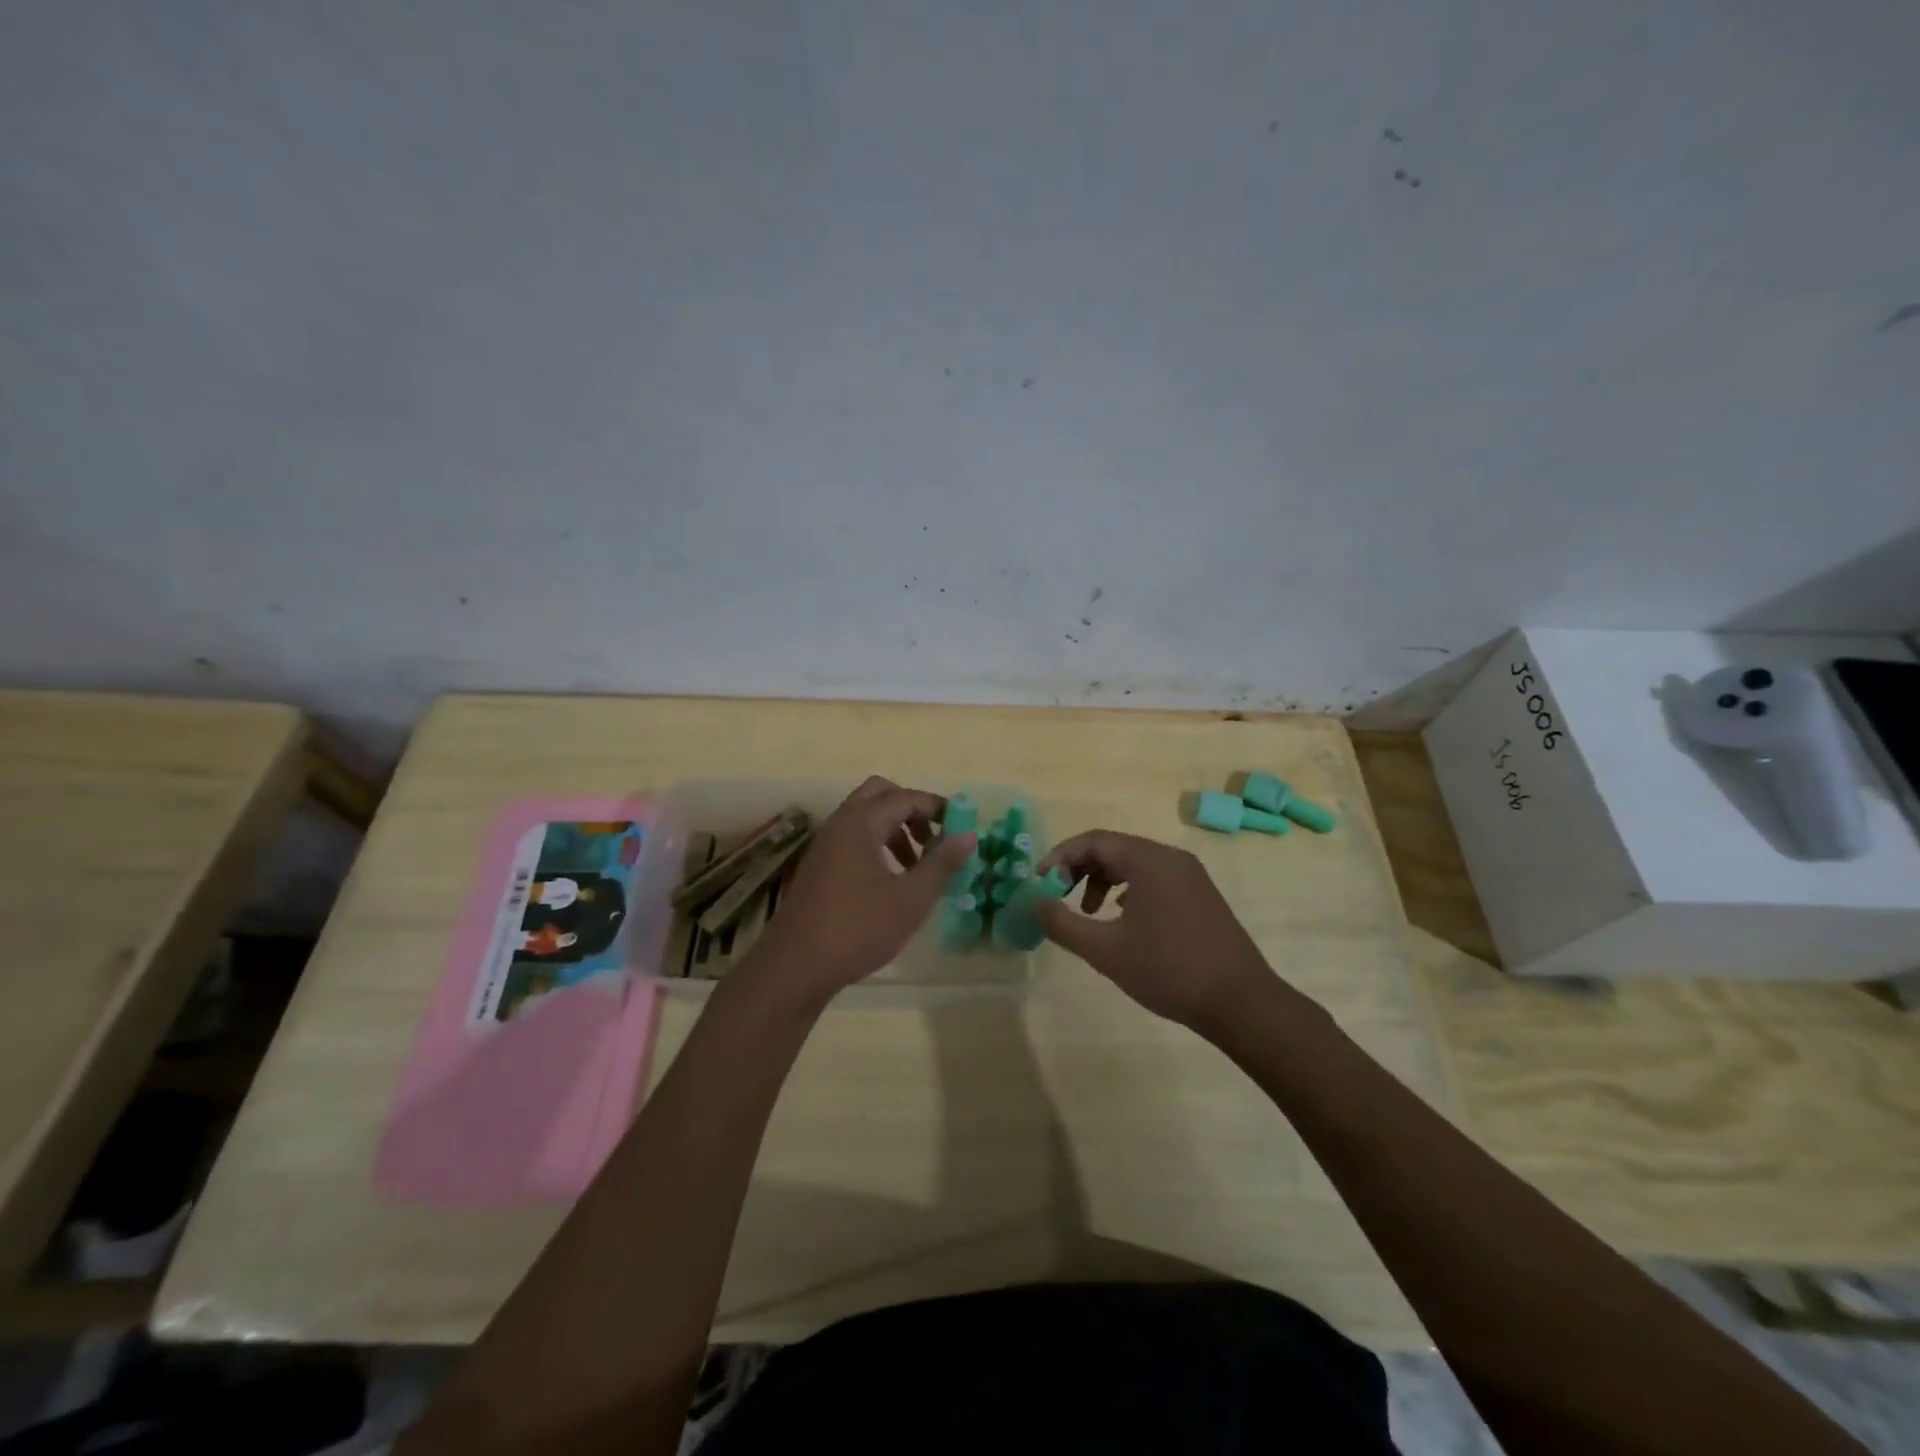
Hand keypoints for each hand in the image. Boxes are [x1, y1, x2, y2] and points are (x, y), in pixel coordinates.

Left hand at [752, 777, 975, 1006]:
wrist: (795, 967)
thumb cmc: (858, 929)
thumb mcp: (911, 899)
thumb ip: (942, 863)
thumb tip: (969, 835)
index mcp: (861, 823)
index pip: (906, 797)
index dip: (937, 808)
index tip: (961, 828)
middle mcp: (840, 824)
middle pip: (880, 795)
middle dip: (912, 810)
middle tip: (933, 840)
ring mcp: (825, 844)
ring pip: (865, 817)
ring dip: (895, 830)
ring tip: (917, 866)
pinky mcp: (819, 866)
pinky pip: (853, 838)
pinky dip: (877, 845)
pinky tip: (890, 882)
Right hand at [1035, 830, 1278, 1034]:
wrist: (1241, 1002)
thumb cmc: (1169, 971)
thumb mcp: (1105, 950)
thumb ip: (1063, 923)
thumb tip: (1036, 903)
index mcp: (1149, 860)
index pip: (1093, 841)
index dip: (1060, 857)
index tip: (1039, 883)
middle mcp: (1171, 858)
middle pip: (1113, 848)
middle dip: (1079, 869)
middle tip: (1057, 897)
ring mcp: (1190, 876)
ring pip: (1133, 864)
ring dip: (1102, 881)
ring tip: (1088, 914)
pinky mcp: (1200, 895)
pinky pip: (1153, 879)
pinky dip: (1128, 891)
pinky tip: (1122, 921)